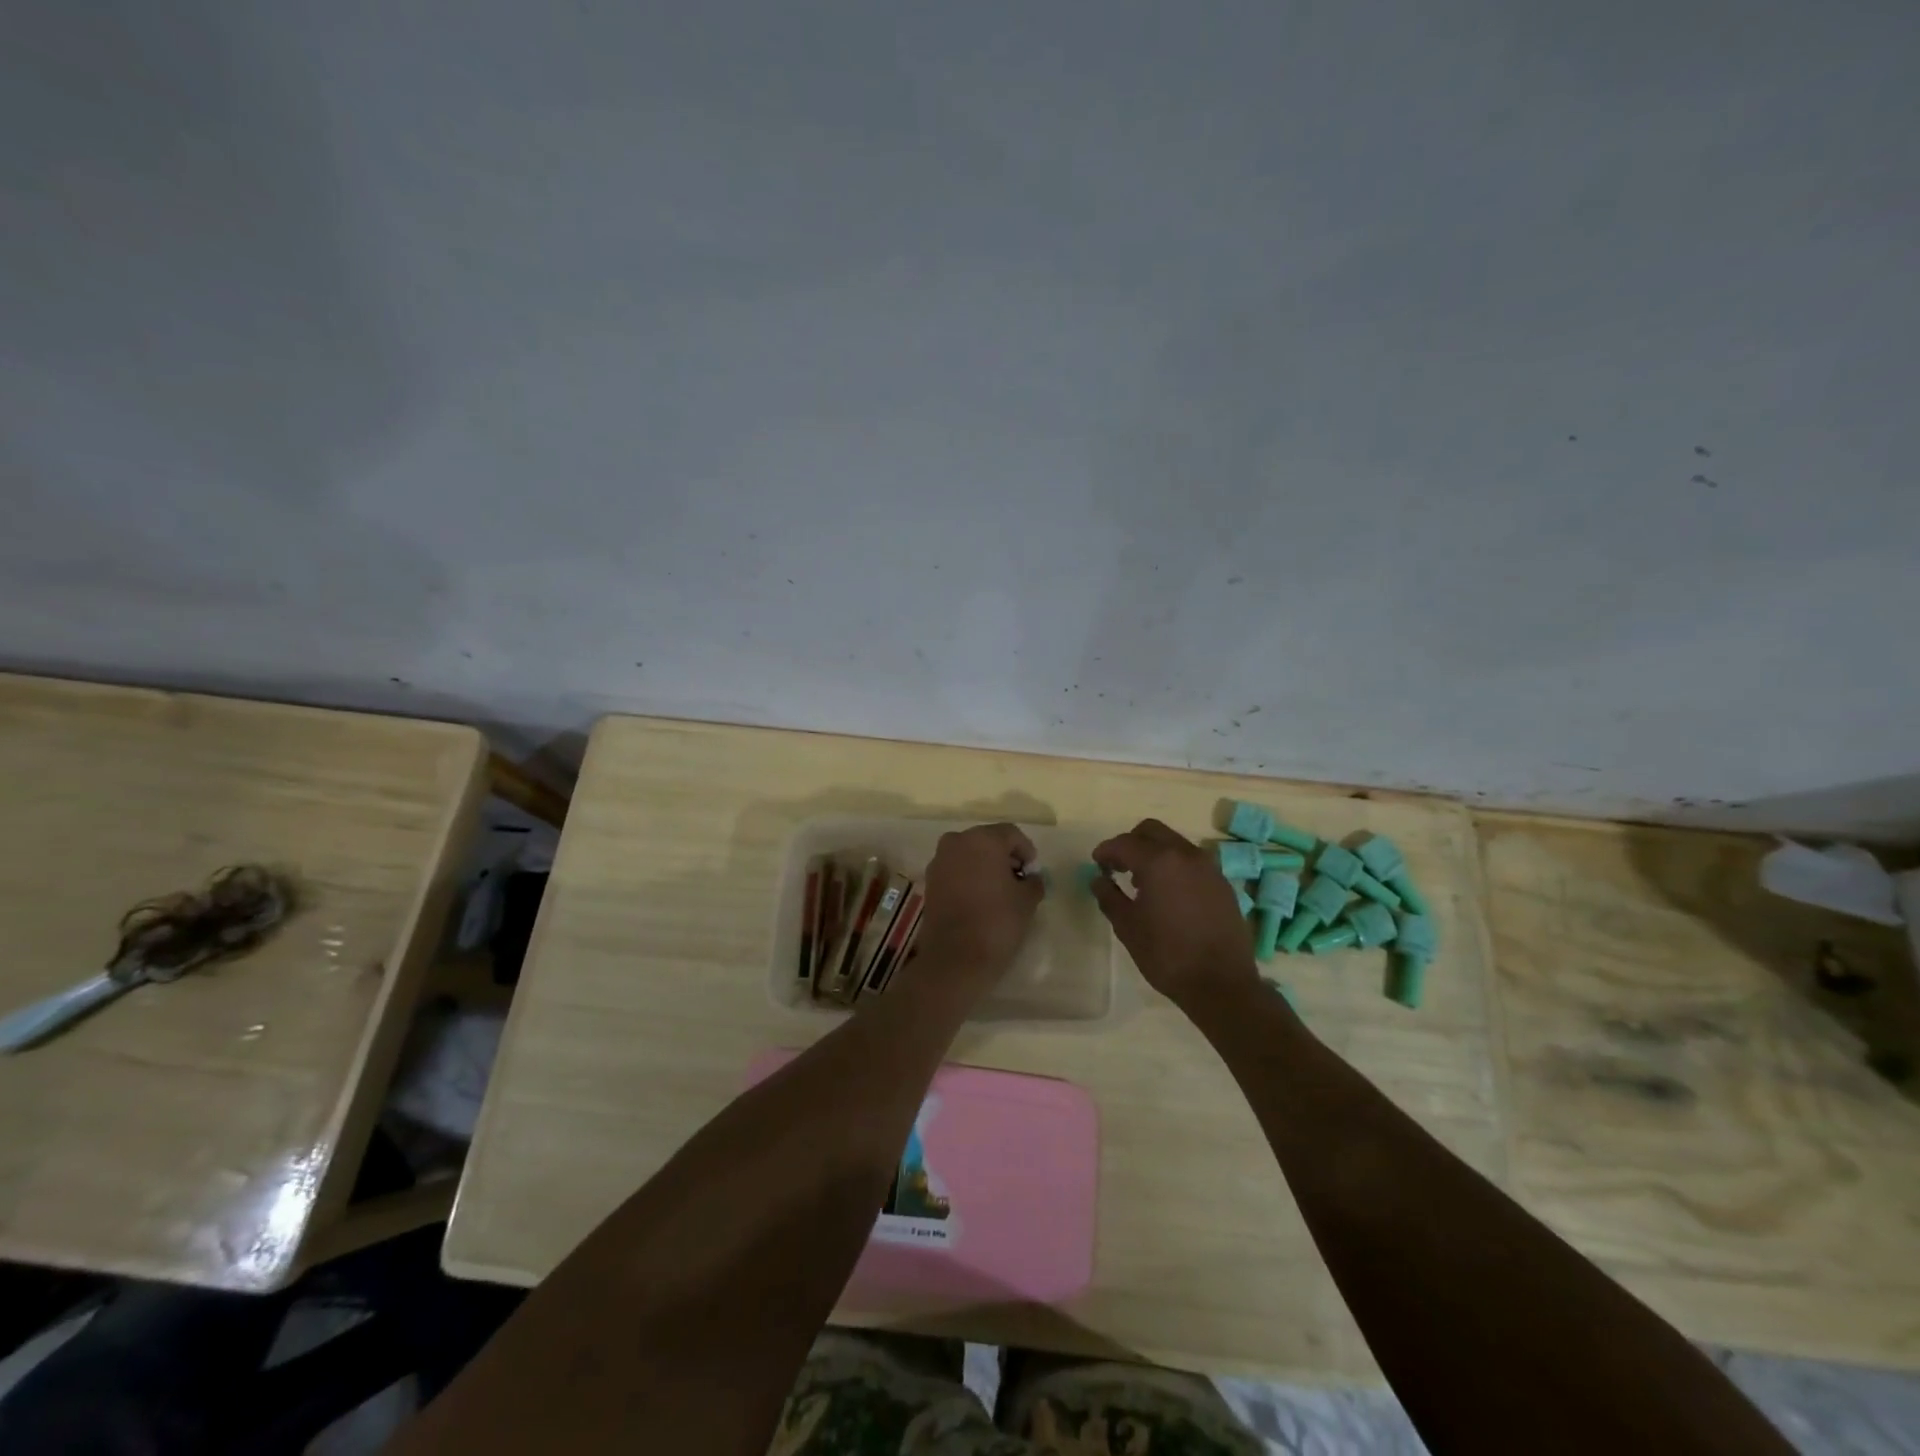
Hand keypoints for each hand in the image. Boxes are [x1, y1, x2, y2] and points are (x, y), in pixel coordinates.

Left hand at [913, 822, 1044, 987]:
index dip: (1026, 851)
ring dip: (985, 866)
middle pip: (988, 840)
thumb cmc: (997, 922)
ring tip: (998, 891)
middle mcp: (957, 841)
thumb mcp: (1027, 900)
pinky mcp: (929, 880)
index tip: (1032, 873)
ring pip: (969, 854)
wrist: (955, 957)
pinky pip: (955, 869)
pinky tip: (979, 898)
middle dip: (1004, 856)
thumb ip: (1033, 881)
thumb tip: (1031, 877)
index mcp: (983, 839)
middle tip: (1018, 880)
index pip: (1012, 834)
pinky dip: (968, 876)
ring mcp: (939, 860)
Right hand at [1090, 819, 1260, 1010]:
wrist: (1221, 984)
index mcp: (1159, 862)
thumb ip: (1109, 897)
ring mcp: (1209, 867)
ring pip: (1175, 844)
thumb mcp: (1127, 927)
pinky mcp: (1223, 883)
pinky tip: (1169, 895)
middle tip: (1118, 866)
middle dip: (1131, 842)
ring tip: (1142, 883)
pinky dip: (1175, 867)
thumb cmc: (1166, 955)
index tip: (1096, 864)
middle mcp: (1186, 855)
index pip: (1124, 843)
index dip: (1106, 851)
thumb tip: (1098, 879)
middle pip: (1152, 831)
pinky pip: (1192, 862)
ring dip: (1155, 853)